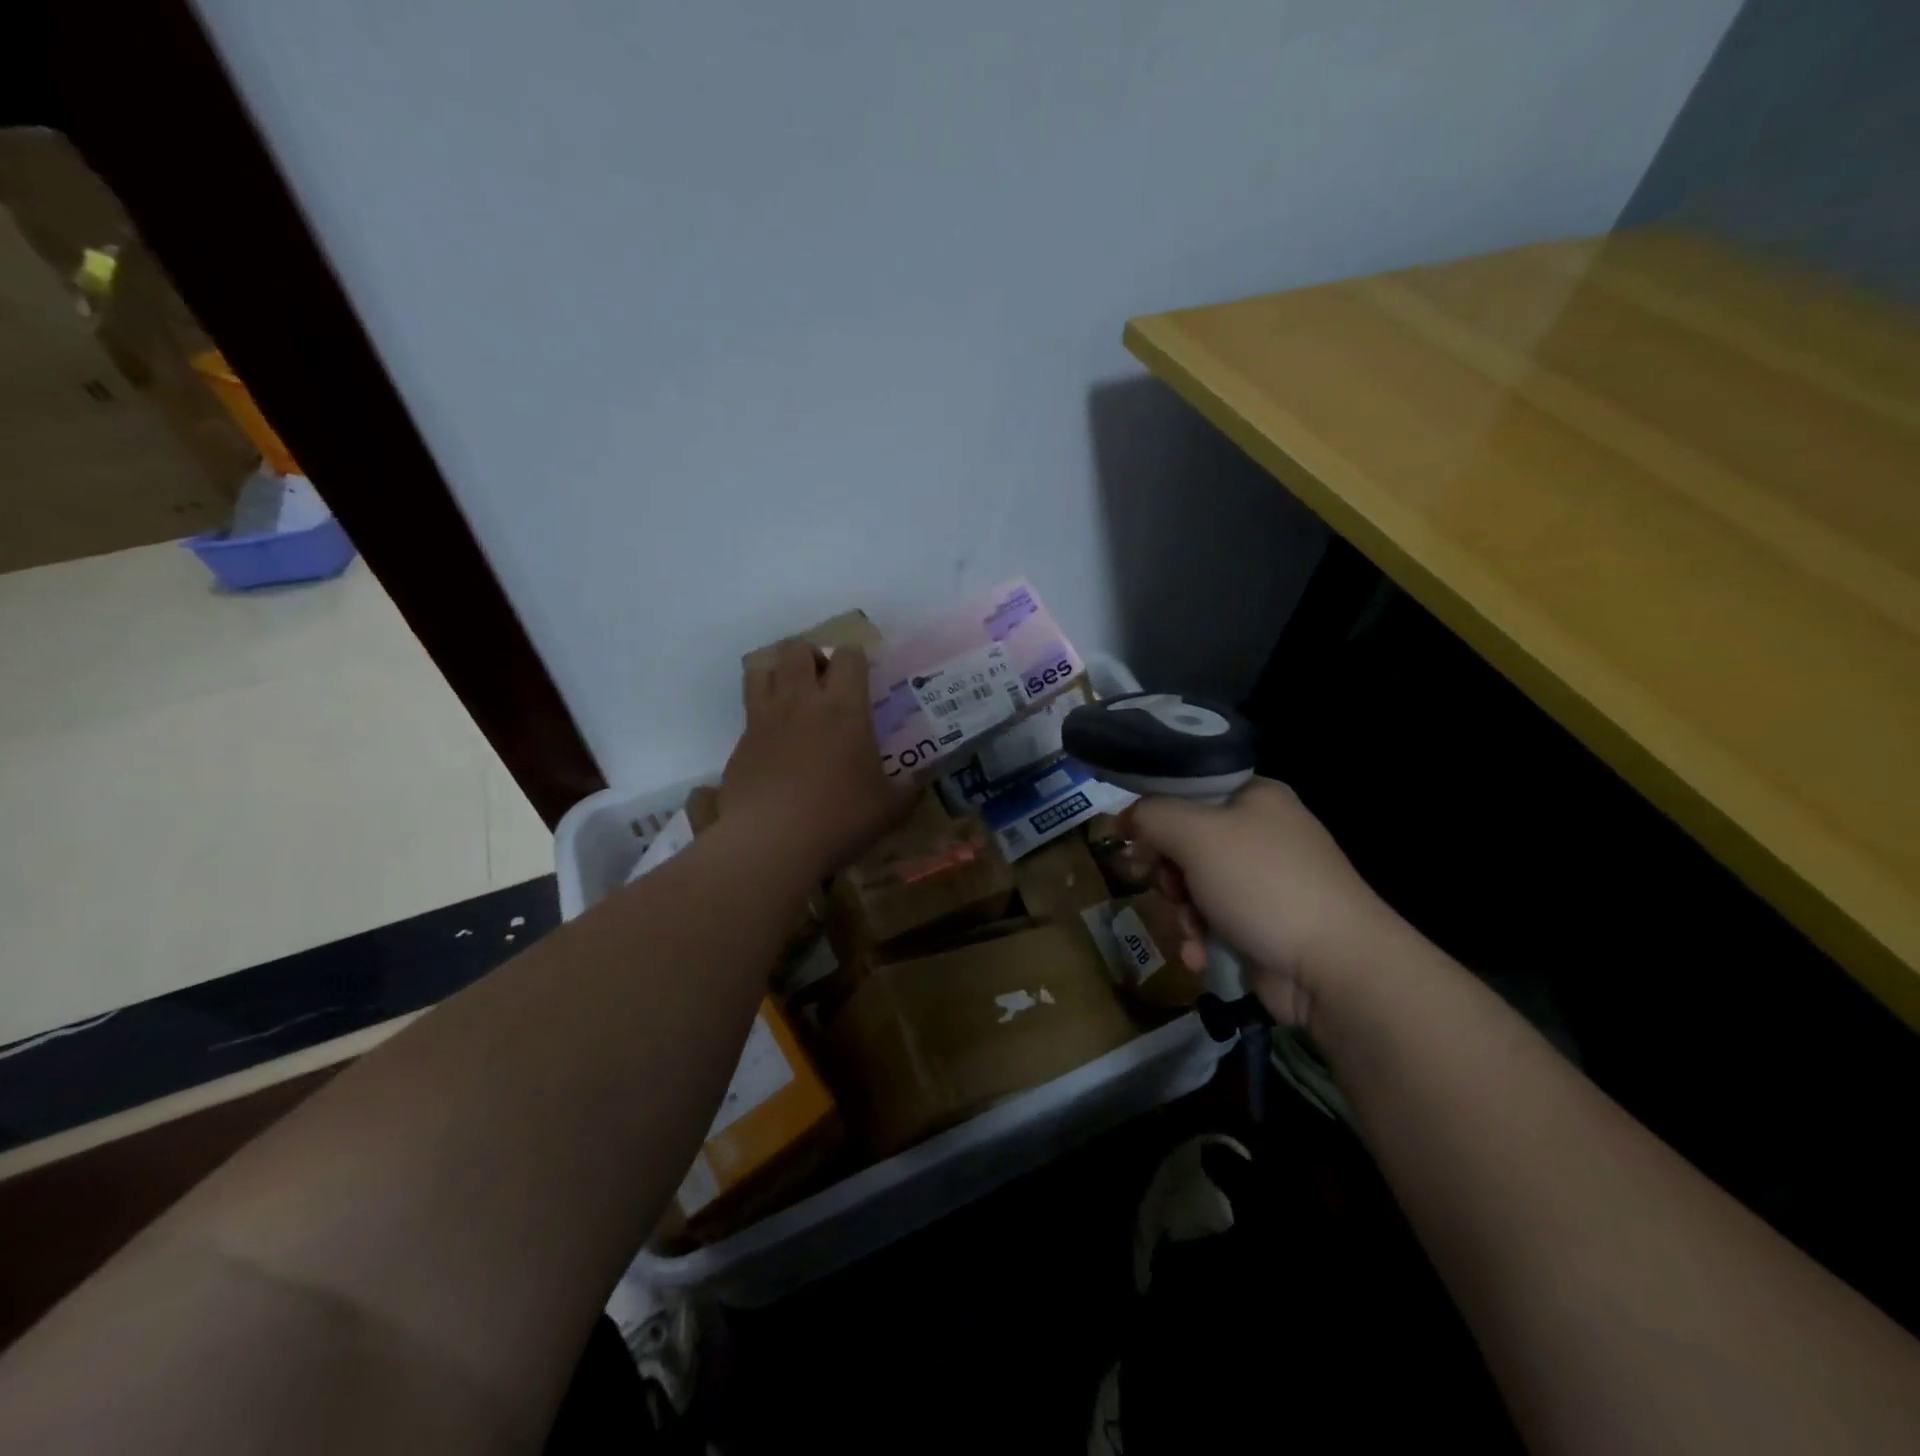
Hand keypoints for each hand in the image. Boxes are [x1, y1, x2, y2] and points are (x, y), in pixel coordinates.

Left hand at [722, 641, 915, 880]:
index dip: (857, 657)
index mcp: (844, 707)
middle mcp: (801, 701)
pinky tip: (775, 742)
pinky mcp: (740, 742)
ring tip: (792, 696)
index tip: (863, 675)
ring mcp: (765, 719)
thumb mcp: (889, 808)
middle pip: (797, 649)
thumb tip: (919, 781)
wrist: (770, 842)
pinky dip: (762, 713)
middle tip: (824, 680)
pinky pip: (748, 710)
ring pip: (761, 668)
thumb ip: (907, 788)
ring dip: (777, 672)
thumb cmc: (839, 818)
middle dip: (811, 655)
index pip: (849, 656)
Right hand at [1125, 778, 1401, 1027]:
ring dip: (1180, 913)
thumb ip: (1151, 816)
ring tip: (1191, 932)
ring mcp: (1264, 882)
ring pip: (1193, 887)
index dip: (1154, 817)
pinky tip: (1199, 956)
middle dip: (1168, 876)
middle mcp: (1261, 833)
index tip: (1133, 843)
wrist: (1334, 967)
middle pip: (1184, 844)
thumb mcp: (1196, 834)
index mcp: (1254, 797)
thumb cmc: (1263, 883)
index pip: (1187, 792)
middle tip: (1168, 890)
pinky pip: (1212, 922)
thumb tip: (1123, 818)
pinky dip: (1200, 938)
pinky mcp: (1263, 925)